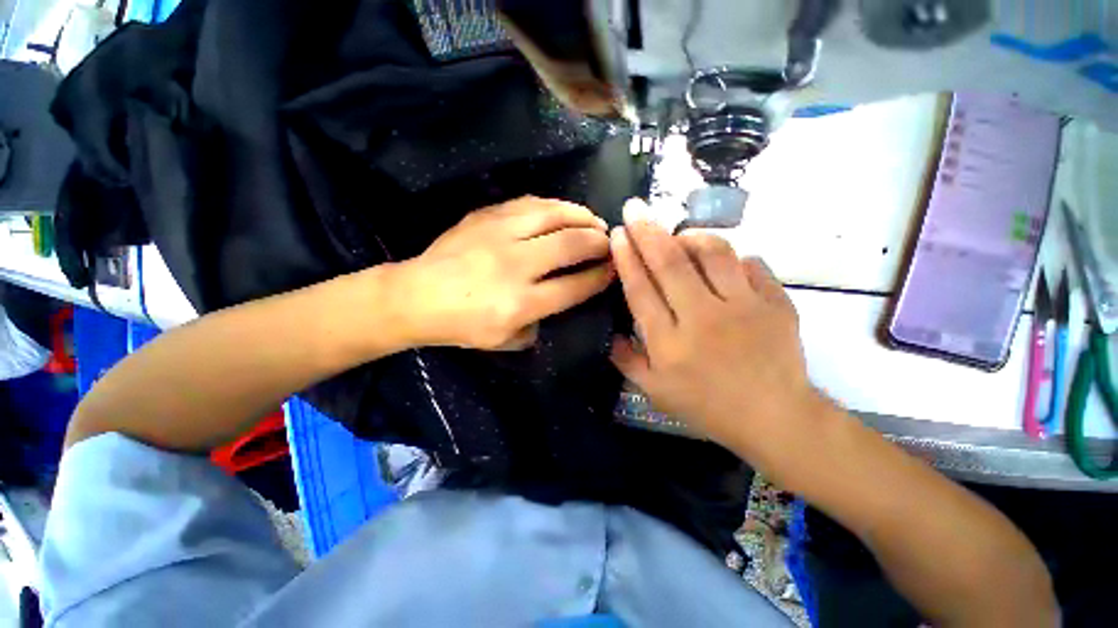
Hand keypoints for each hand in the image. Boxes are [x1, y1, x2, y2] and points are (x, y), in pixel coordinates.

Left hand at [397, 196, 613, 350]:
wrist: (416, 296)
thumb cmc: (461, 326)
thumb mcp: (505, 341)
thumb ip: (539, 325)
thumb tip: (561, 300)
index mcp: (520, 303)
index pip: (575, 285)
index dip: (601, 276)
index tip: (614, 270)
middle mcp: (515, 265)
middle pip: (571, 244)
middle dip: (599, 242)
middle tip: (610, 243)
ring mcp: (499, 235)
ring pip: (553, 215)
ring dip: (581, 216)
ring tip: (594, 222)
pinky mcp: (486, 217)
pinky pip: (529, 203)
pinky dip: (554, 206)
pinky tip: (562, 212)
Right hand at [610, 199, 821, 454]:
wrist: (775, 418)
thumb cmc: (708, 407)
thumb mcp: (655, 392)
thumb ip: (627, 361)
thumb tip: (610, 333)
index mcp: (670, 343)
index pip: (641, 289)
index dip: (627, 258)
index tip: (619, 233)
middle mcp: (703, 318)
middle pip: (670, 263)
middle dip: (647, 231)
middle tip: (635, 207)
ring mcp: (744, 307)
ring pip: (713, 253)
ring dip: (691, 235)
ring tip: (679, 233)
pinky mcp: (775, 303)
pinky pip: (751, 264)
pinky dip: (733, 256)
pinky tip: (722, 261)